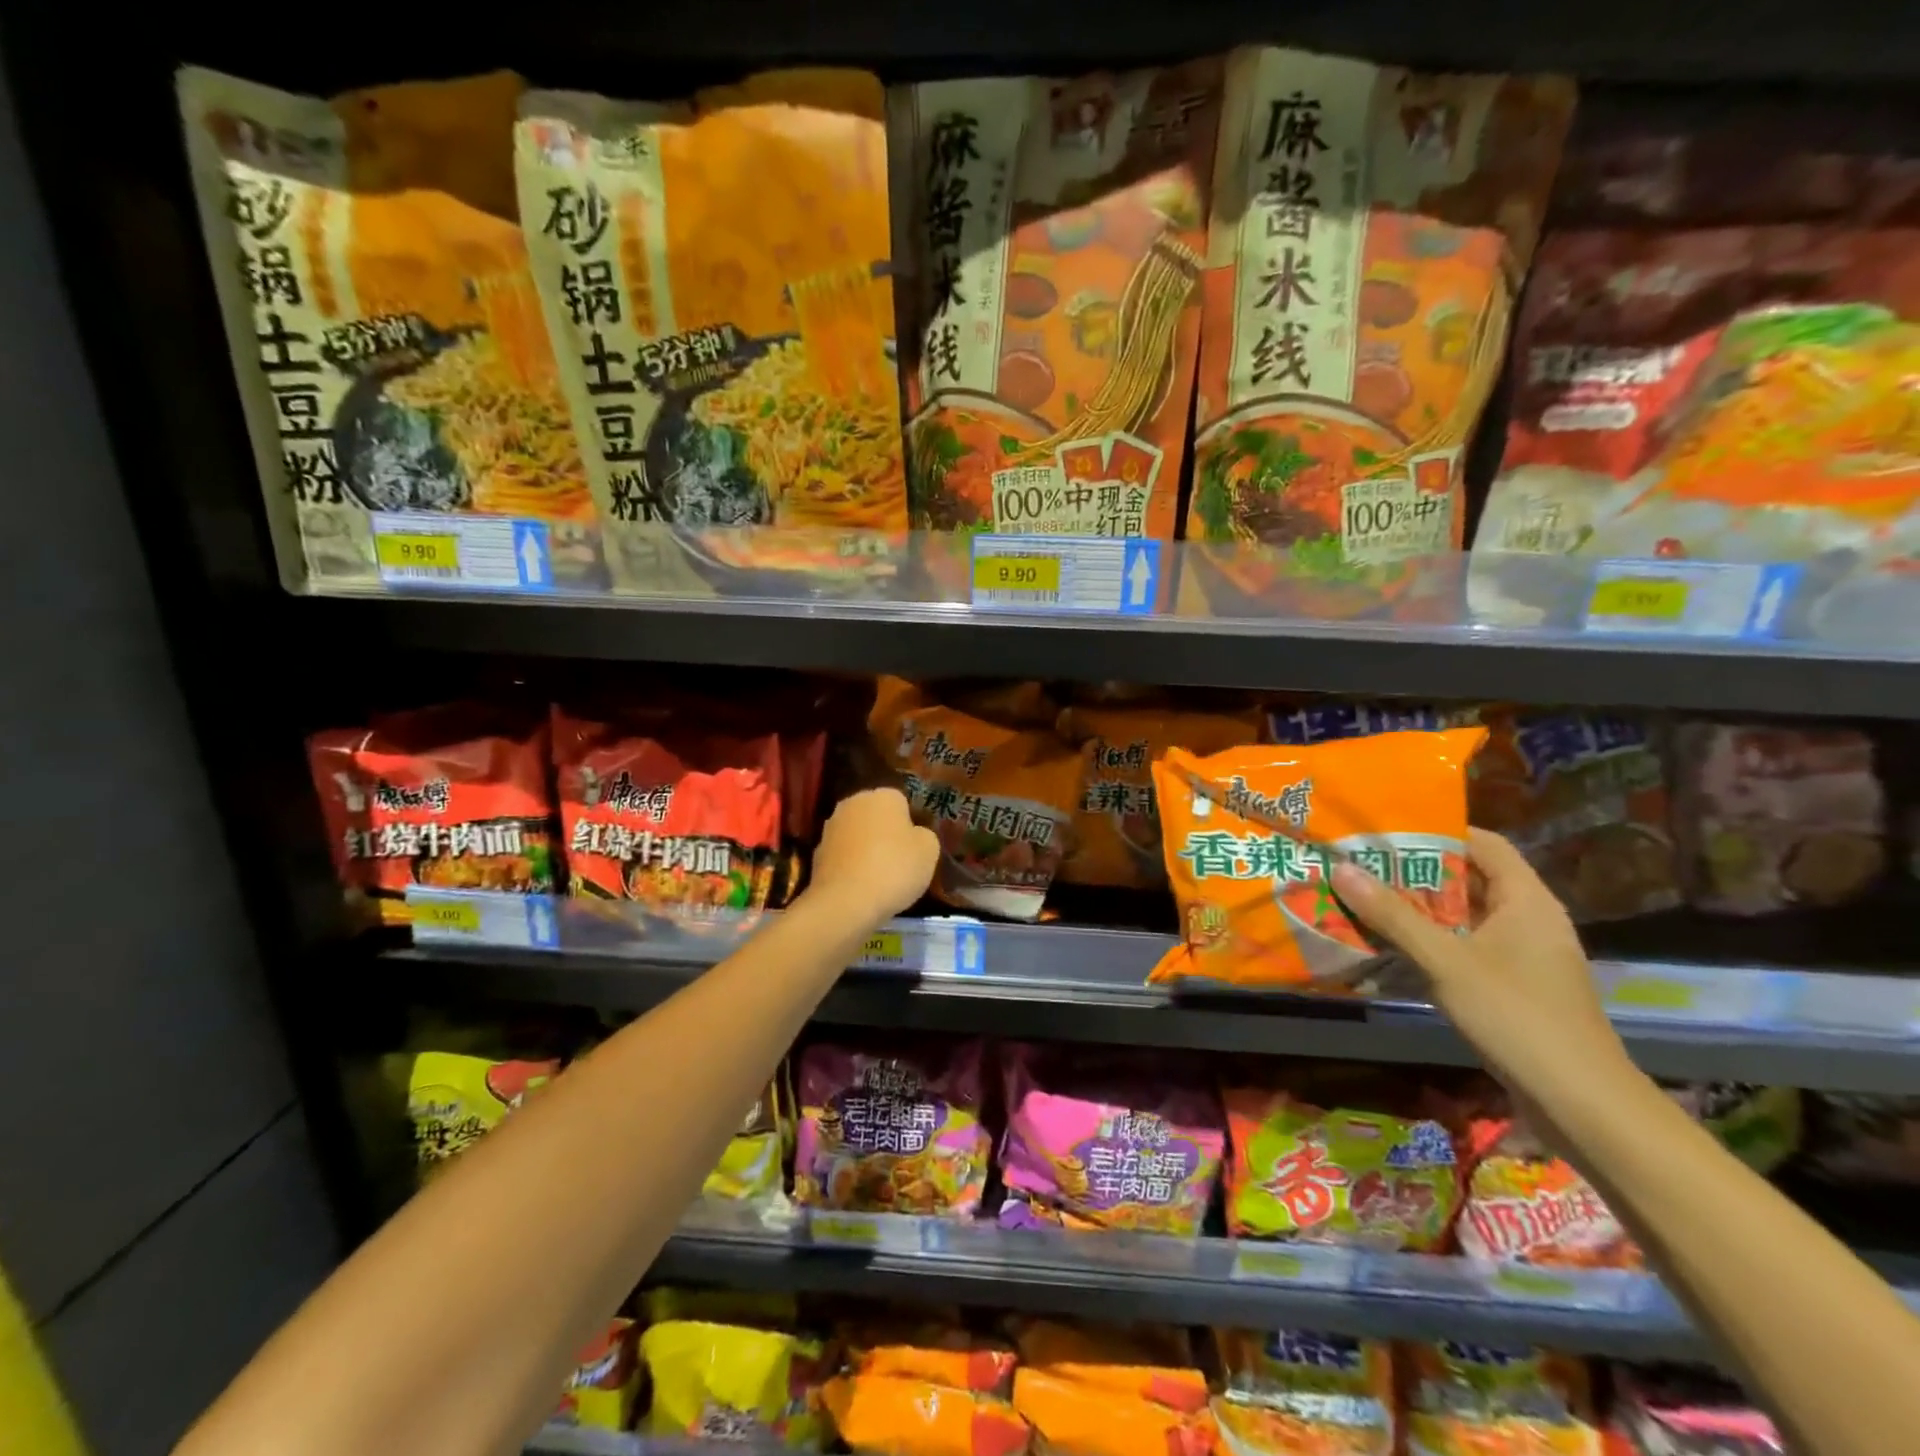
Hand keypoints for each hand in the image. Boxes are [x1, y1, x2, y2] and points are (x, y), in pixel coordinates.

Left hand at [804, 788, 939, 926]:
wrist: (846, 902)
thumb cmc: (894, 869)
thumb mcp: (929, 851)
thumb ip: (924, 835)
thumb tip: (914, 835)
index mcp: (883, 795)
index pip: (901, 801)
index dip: (910, 824)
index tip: (914, 846)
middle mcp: (853, 803)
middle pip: (875, 815)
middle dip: (884, 832)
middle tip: (898, 860)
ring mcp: (830, 827)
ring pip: (856, 834)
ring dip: (865, 848)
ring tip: (878, 877)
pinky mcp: (816, 853)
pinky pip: (842, 855)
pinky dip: (850, 865)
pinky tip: (859, 886)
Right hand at [1331, 829, 1636, 1103]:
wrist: (1582, 1105)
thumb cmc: (1518, 1017)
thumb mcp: (1446, 962)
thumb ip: (1393, 915)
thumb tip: (1343, 868)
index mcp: (1526, 900)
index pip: (1483, 844)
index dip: (1438, 831)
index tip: (1386, 830)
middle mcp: (1529, 920)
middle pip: (1469, 879)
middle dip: (1416, 872)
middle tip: (1361, 864)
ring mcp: (1524, 956)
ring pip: (1464, 917)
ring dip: (1419, 909)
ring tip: (1365, 898)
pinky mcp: (1514, 986)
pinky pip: (1466, 947)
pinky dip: (1432, 941)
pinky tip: (1392, 947)